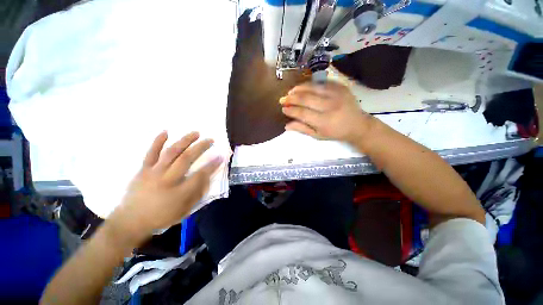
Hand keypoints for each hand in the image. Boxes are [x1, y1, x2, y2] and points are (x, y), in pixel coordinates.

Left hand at [108, 131, 222, 243]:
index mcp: (179, 192)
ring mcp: (154, 172)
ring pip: (171, 152)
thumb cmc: (161, 217)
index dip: (212, 165)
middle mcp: (167, 179)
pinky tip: (166, 132)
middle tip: (211, 140)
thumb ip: (198, 194)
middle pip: (186, 159)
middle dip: (201, 147)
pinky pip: (151, 153)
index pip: (200, 175)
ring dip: (185, 141)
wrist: (130, 221)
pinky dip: (158, 141)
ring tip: (196, 133)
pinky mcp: (143, 170)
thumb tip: (207, 178)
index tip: (221, 156)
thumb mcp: (185, 211)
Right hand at [281, 82, 373, 143]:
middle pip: (306, 99)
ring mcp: (337, 94)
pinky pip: (322, 83)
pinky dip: (310, 84)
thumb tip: (286, 125)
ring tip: (290, 92)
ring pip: (313, 87)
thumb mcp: (318, 135)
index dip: (291, 110)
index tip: (283, 109)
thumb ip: (302, 129)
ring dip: (299, 89)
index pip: (302, 113)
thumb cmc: (336, 132)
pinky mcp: (341, 87)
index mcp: (324, 121)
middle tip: (283, 99)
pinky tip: (303, 87)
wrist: (357, 124)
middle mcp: (330, 106)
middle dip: (291, 98)